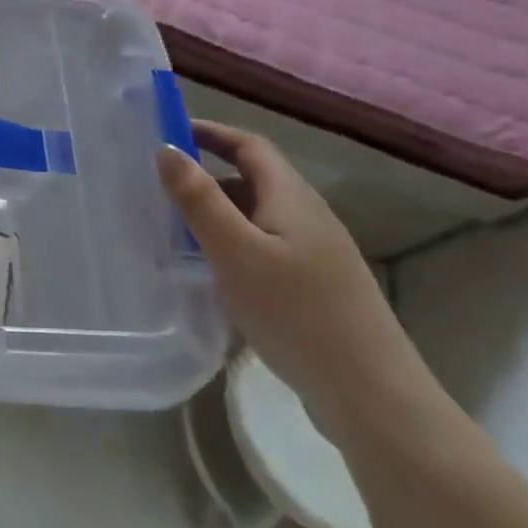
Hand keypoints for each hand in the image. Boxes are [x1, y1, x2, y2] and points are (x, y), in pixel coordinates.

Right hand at [157, 120, 439, 441]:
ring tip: (171, 227)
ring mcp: (315, 254)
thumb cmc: (296, 312)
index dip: (210, 132)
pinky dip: (230, 243)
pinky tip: (210, 271)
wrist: (370, 395)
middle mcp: (308, 217)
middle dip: (205, 174)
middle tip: (157, 184)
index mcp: (292, 198)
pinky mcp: (315, 287)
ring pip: (257, 216)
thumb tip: (165, 148)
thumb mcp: (235, 251)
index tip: (166, 133)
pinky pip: (263, 247)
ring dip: (216, 212)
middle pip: (253, 179)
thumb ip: (198, 199)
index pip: (250, 146)